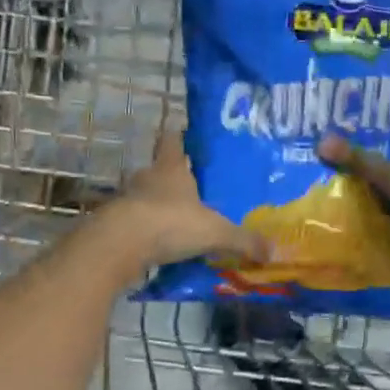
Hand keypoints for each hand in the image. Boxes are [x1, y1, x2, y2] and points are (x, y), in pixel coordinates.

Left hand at [106, 127, 269, 270]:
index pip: (172, 140)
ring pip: (146, 198)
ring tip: (180, 222)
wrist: (119, 246)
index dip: (180, 137)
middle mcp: (147, 178)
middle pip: (159, 170)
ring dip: (159, 207)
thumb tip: (274, 251)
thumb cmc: (170, 223)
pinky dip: (147, 232)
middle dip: (174, 179)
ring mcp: (128, 201)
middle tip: (194, 190)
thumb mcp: (216, 233)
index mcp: (171, 169)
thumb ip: (243, 241)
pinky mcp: (115, 225)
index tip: (188, 137)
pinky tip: (162, 246)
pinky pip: (136, 225)